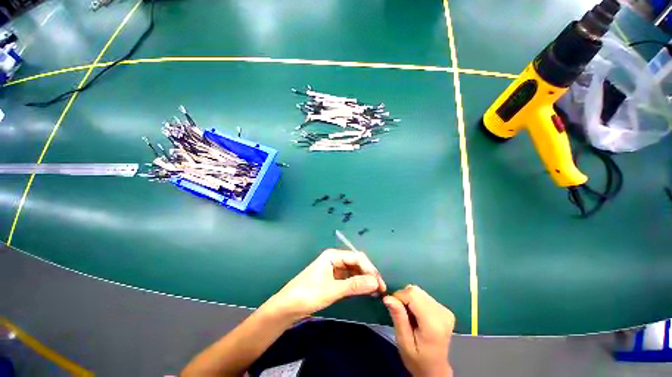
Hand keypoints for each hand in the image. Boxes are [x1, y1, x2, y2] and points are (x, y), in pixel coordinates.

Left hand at [263, 249, 385, 320]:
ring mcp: (333, 269)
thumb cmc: (307, 295)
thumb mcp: (332, 290)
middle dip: (368, 274)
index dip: (370, 269)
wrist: (286, 307)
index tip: (380, 284)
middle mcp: (334, 259)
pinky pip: (348, 278)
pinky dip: (357, 283)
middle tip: (380, 289)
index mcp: (333, 255)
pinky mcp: (332, 279)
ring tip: (375, 291)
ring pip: (353, 270)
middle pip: (356, 262)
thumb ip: (354, 285)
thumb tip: (376, 282)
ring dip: (364, 279)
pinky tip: (363, 290)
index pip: (357, 257)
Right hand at [383, 285, 453, 376]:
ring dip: (409, 299)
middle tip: (401, 316)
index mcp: (433, 323)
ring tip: (409, 317)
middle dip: (403, 298)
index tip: (393, 310)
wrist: (435, 370)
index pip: (412, 294)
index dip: (398, 297)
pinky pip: (423, 295)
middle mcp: (442, 313)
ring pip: (418, 291)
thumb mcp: (403, 342)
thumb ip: (398, 318)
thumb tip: (388, 297)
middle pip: (415, 291)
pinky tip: (417, 315)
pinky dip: (415, 301)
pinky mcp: (444, 309)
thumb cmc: (417, 359)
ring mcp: (445, 310)